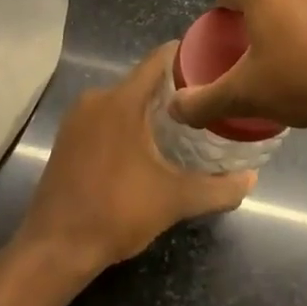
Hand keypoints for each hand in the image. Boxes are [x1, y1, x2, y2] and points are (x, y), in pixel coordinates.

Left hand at [17, 43, 255, 271]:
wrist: (55, 248)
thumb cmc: (117, 212)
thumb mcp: (175, 200)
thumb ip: (218, 188)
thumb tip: (251, 179)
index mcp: (122, 100)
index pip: (160, 59)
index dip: (189, 57)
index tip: (216, 65)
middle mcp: (96, 98)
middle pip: (144, 80)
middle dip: (175, 90)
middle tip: (208, 103)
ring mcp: (77, 118)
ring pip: (124, 100)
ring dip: (151, 110)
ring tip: (185, 126)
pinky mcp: (67, 138)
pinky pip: (106, 117)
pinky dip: (128, 124)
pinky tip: (148, 147)